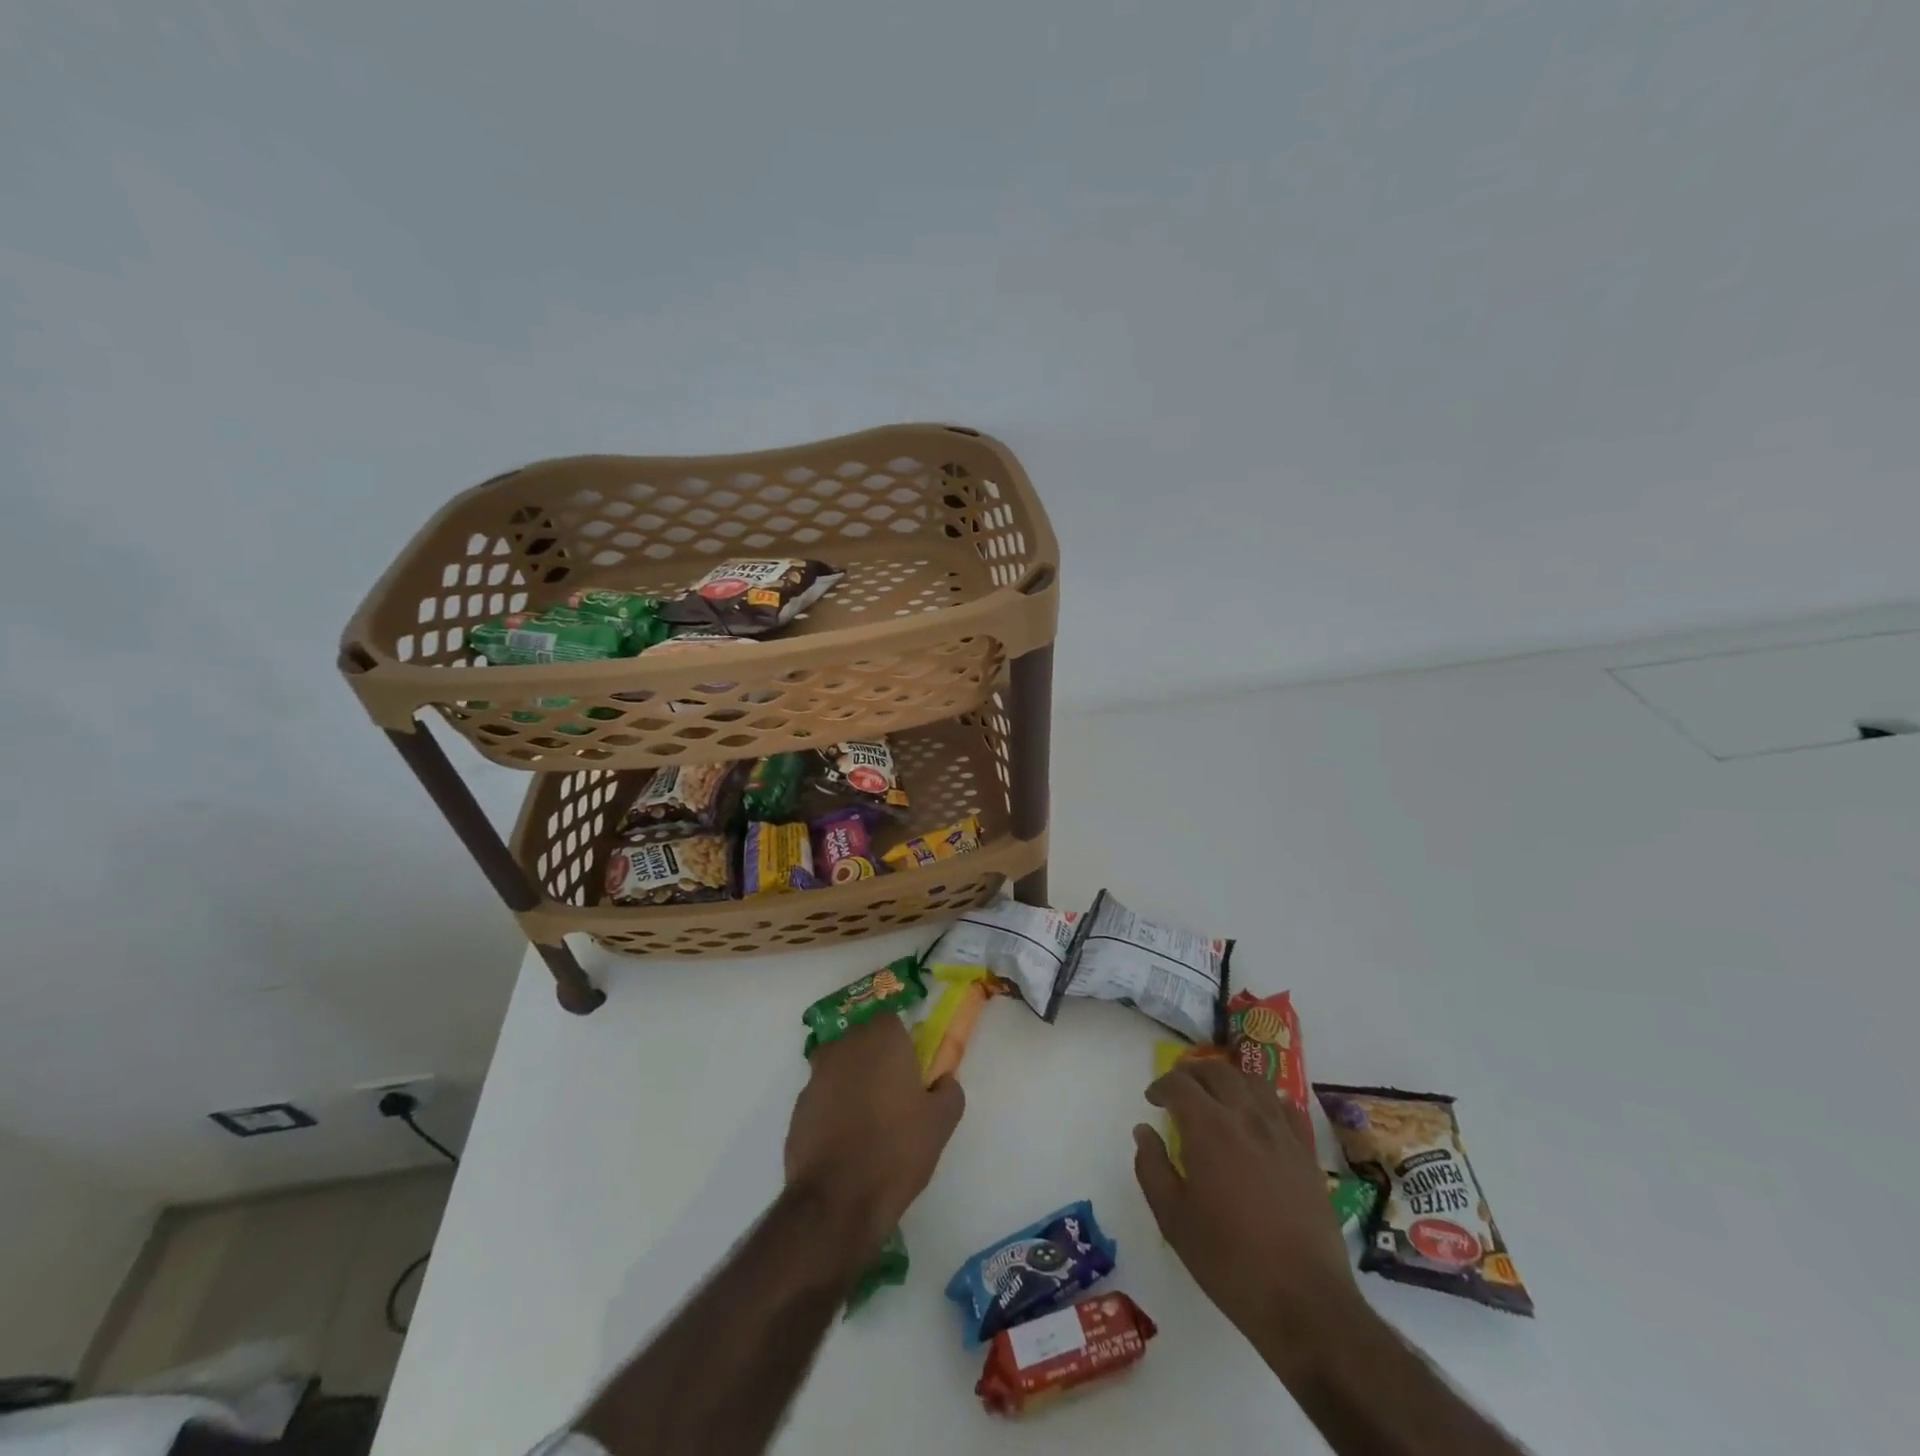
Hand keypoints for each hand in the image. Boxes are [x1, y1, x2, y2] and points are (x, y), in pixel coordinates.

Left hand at [785, 1014, 964, 1256]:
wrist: (838, 1199)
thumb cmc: (897, 1150)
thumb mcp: (941, 1123)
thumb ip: (949, 1091)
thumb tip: (943, 1080)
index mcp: (882, 1038)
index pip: (891, 1020)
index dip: (902, 1040)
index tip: (912, 1066)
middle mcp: (845, 1046)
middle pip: (862, 1038)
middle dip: (876, 1057)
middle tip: (894, 1092)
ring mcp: (816, 1075)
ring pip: (839, 1066)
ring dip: (852, 1081)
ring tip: (869, 1118)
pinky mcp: (798, 1107)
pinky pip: (822, 1096)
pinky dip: (833, 1108)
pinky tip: (846, 1139)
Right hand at [1134, 1058, 1367, 1377]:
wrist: (1304, 1301)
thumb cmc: (1229, 1261)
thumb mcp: (1173, 1219)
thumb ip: (1152, 1168)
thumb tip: (1144, 1131)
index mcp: (1208, 1128)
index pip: (1179, 1084)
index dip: (1161, 1085)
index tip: (1152, 1100)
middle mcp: (1245, 1116)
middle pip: (1216, 1071)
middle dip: (1192, 1073)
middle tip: (1179, 1090)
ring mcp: (1280, 1132)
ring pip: (1252, 1080)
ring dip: (1228, 1078)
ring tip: (1216, 1095)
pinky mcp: (1306, 1152)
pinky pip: (1285, 1106)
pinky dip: (1265, 1098)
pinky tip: (1258, 1115)